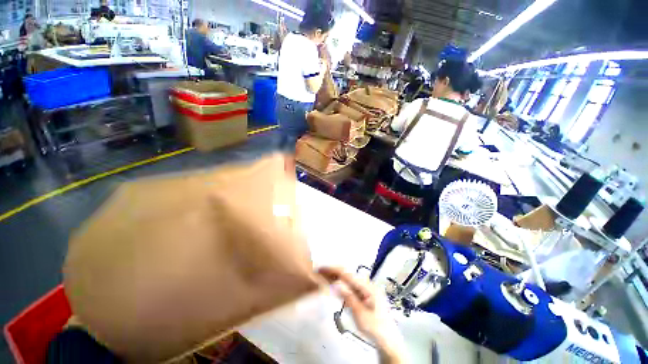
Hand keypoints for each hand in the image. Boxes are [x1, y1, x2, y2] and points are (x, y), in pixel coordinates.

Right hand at [318, 267, 405, 362]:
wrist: (389, 341)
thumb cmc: (375, 329)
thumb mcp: (360, 315)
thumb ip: (349, 297)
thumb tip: (336, 282)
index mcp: (368, 287)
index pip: (348, 274)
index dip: (334, 270)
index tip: (322, 268)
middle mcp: (368, 284)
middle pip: (348, 274)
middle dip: (334, 271)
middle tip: (320, 272)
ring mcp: (367, 289)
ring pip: (349, 279)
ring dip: (337, 276)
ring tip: (324, 276)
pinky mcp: (365, 294)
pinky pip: (351, 285)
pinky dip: (342, 283)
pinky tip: (335, 284)